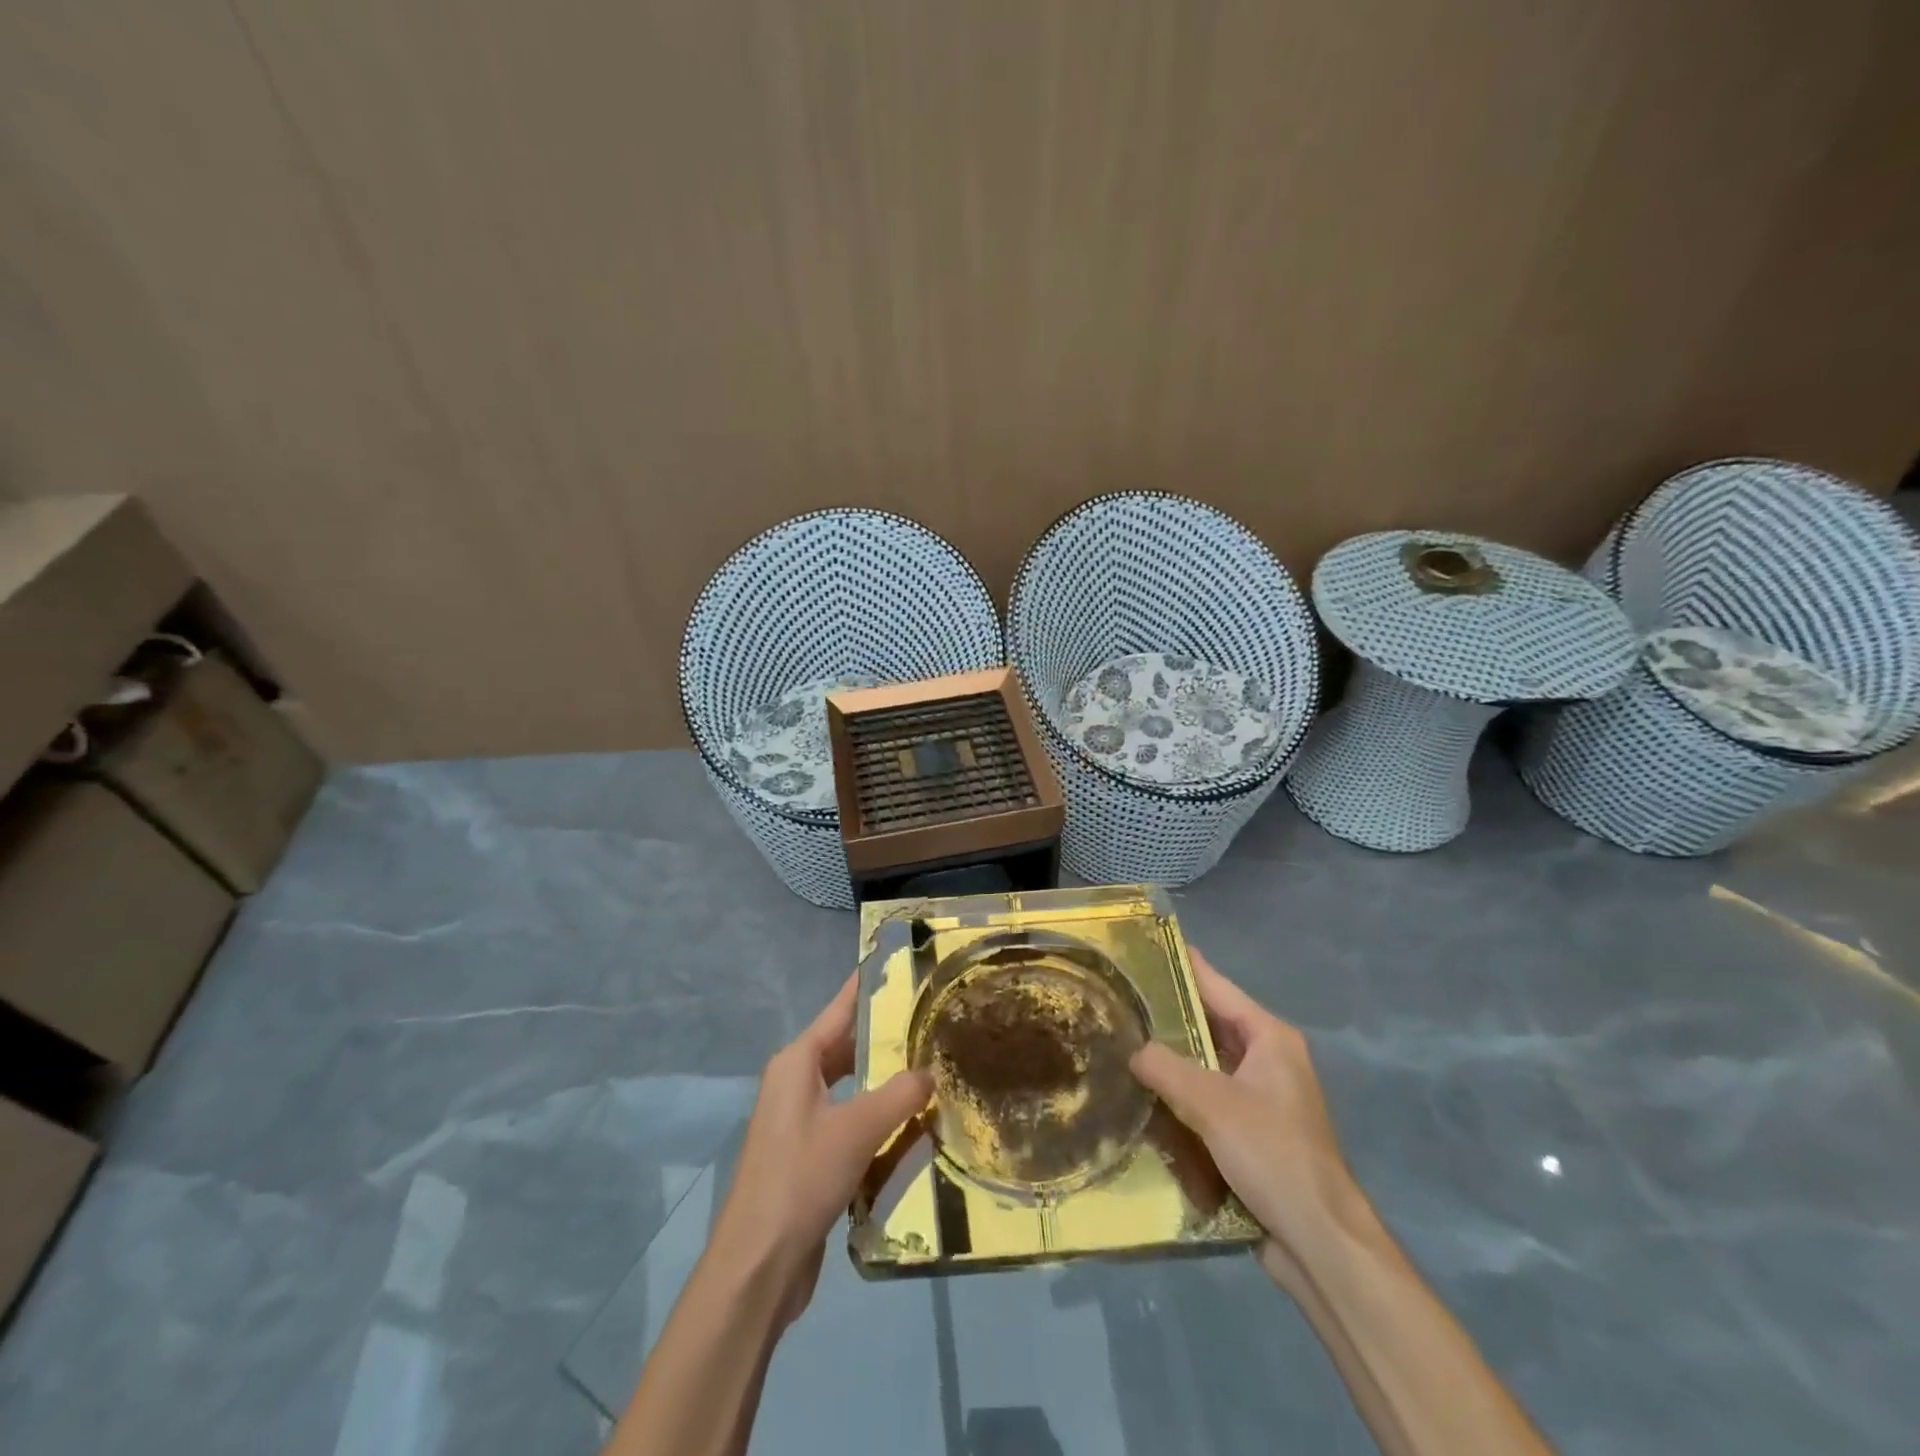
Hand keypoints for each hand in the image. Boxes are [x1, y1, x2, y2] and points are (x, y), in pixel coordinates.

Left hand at [708, 973, 931, 1326]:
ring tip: (931, 1068)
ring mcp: (799, 1120)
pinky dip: (877, 1117)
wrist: (758, 1266)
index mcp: (797, 1063)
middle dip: (886, 1036)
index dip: (869, 987)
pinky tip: (911, 1124)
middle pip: (847, 1046)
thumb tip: (931, 1074)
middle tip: (932, 1022)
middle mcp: (795, 1083)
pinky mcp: (808, 1155)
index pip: (840, 1010)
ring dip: (884, 1081)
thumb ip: (899, 1095)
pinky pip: (849, 1120)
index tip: (901, 965)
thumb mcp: (857, 1130)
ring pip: (851, 1086)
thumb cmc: (801, 1179)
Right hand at [1130, 949, 1359, 1291]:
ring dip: (1173, 1058)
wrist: (1320, 1241)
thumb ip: (1166, 1068)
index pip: (1217, 987)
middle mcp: (1269, 1059)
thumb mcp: (1212, 1103)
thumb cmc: (1272, 1154)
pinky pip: (1210, 1099)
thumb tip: (1133, 1050)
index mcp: (1270, 1038)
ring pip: (1208, 1063)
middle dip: (1169, 1015)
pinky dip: (1182, 1094)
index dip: (1182, 966)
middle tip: (1121, 999)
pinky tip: (1146, 1096)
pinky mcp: (1253, 1133)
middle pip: (1211, 1024)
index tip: (1146, 948)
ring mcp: (1263, 1098)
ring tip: (1123, 1042)